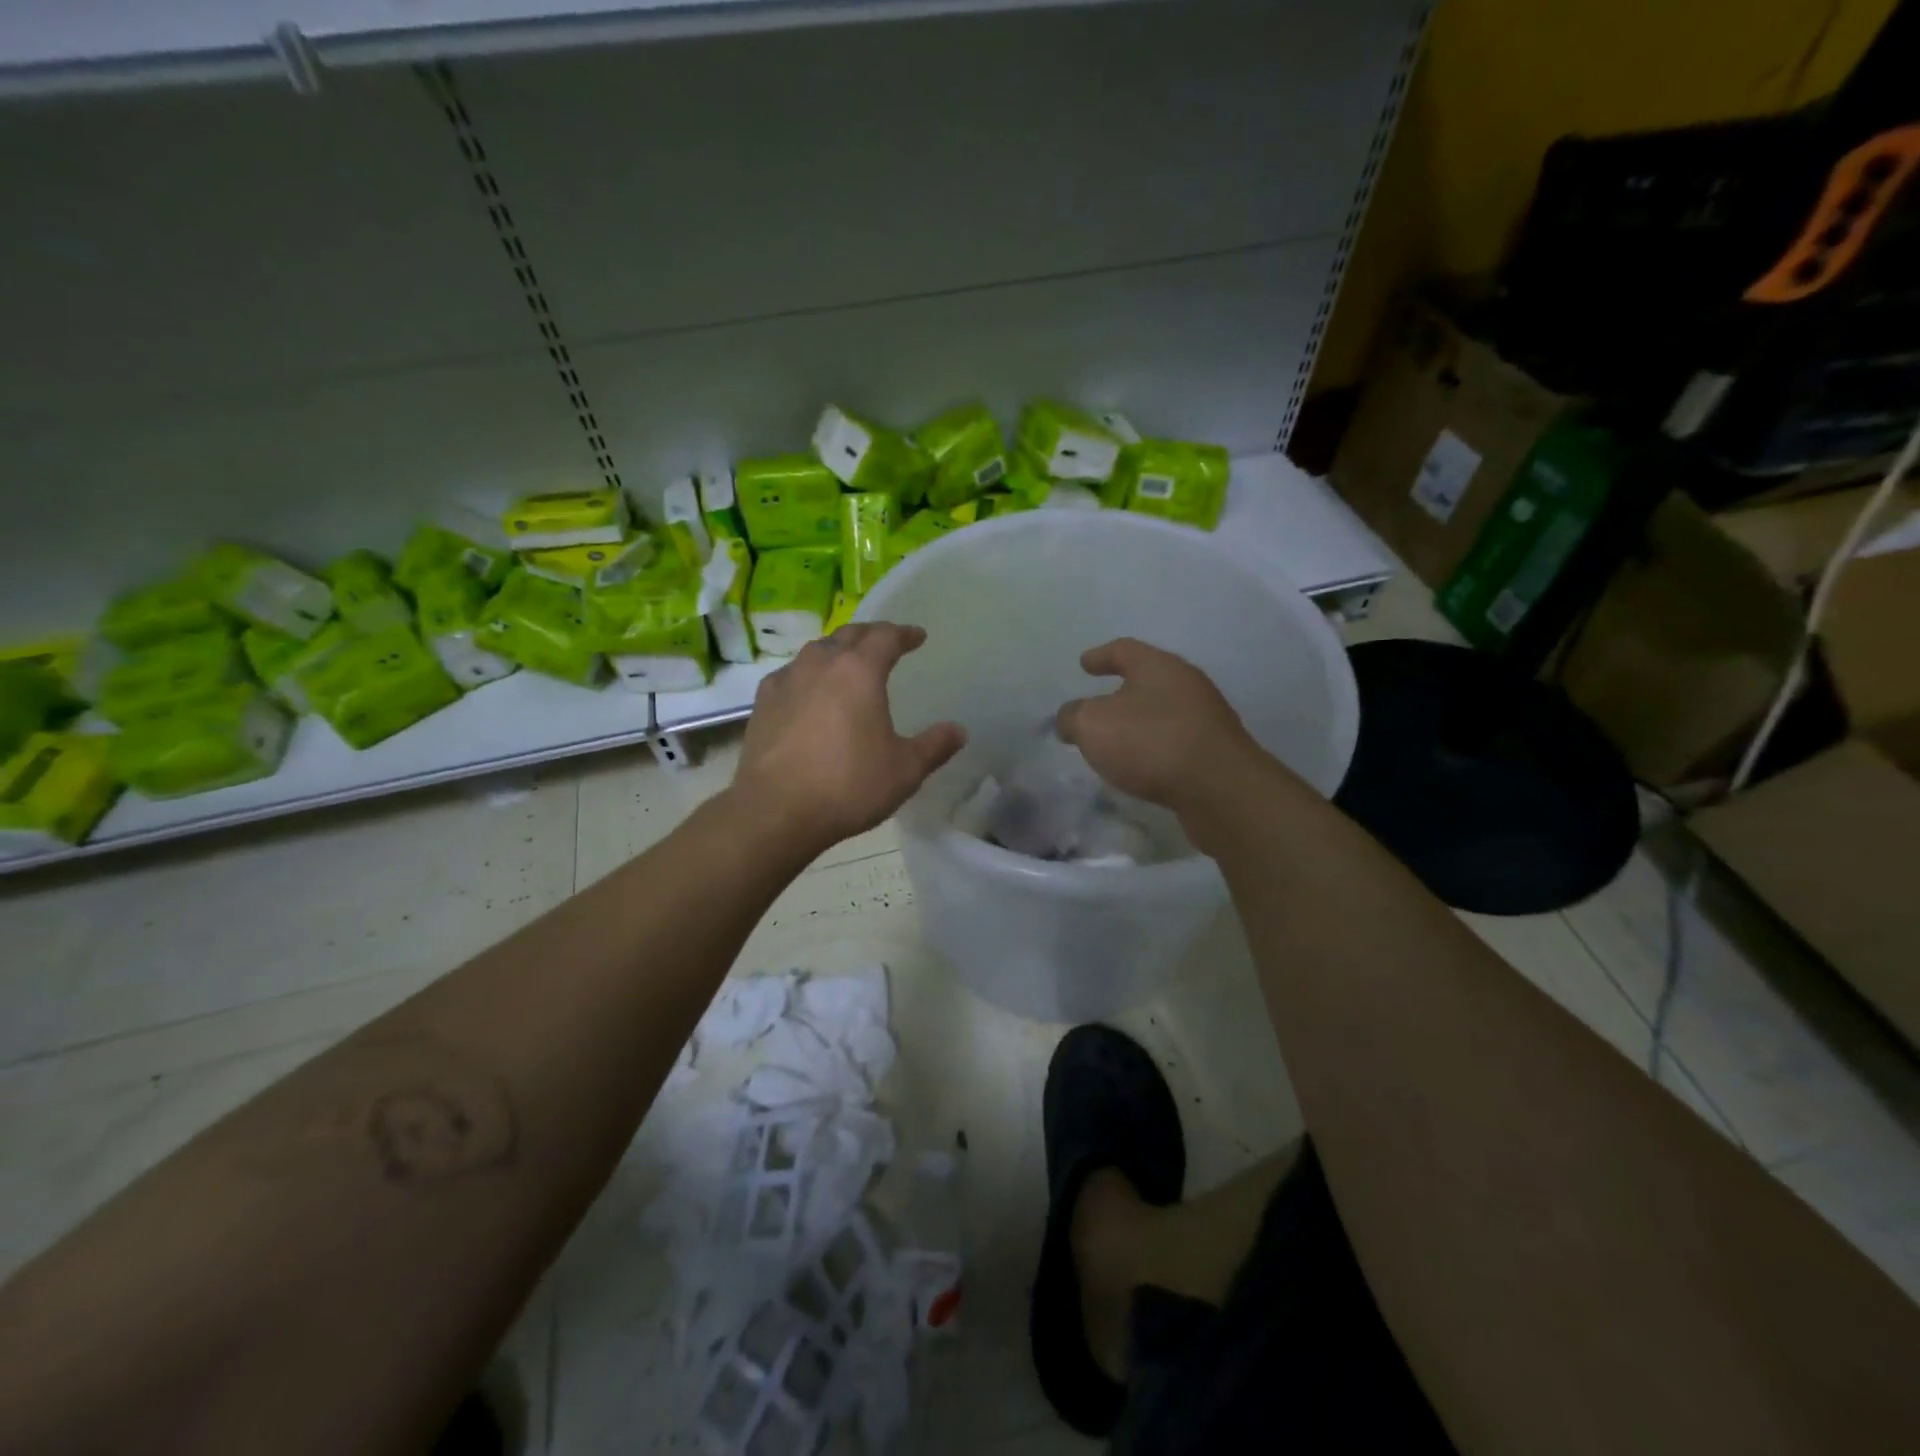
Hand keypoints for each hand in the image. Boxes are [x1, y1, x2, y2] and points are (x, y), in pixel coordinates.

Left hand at [733, 623, 966, 855]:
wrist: (775, 811)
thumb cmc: (848, 785)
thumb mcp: (904, 770)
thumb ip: (934, 746)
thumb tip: (959, 731)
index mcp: (859, 671)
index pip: (886, 637)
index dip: (904, 634)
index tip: (917, 636)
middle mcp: (821, 664)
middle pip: (848, 635)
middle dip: (870, 635)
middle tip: (885, 643)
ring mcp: (786, 681)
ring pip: (816, 651)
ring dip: (836, 651)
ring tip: (847, 664)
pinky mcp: (762, 704)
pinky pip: (791, 675)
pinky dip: (807, 675)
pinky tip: (808, 692)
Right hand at [1055, 638, 1265, 819]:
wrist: (1219, 789)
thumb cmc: (1150, 742)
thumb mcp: (1092, 725)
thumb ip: (1072, 717)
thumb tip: (1069, 719)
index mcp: (1158, 666)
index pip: (1124, 649)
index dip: (1100, 655)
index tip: (1084, 664)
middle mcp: (1186, 684)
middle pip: (1148, 680)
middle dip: (1121, 692)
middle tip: (1097, 706)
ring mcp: (1206, 718)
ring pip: (1162, 712)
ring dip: (1139, 723)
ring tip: (1116, 741)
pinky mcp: (1215, 752)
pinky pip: (1175, 742)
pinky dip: (1154, 748)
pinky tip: (1141, 766)